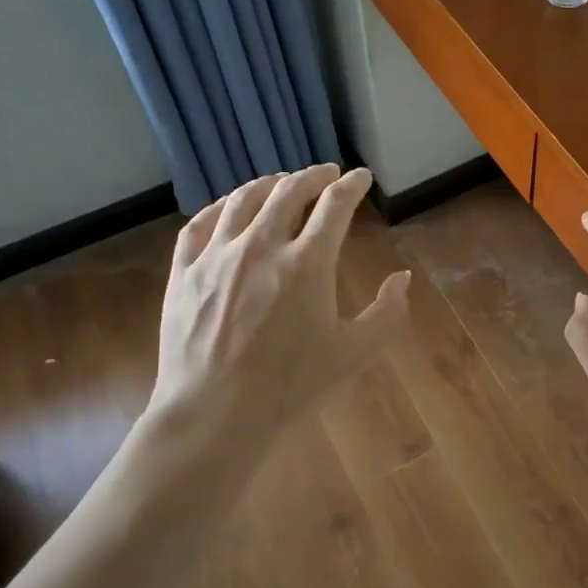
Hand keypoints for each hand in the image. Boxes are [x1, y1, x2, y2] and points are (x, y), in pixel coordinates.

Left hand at [147, 165, 409, 455]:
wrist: (215, 413)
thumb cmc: (291, 386)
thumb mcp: (354, 353)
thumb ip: (387, 313)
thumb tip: (402, 279)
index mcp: (308, 262)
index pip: (335, 205)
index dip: (352, 185)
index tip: (361, 177)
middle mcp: (262, 245)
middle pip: (289, 191)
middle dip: (313, 176)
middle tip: (326, 174)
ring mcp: (217, 255)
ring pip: (243, 199)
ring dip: (268, 184)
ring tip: (281, 182)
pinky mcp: (184, 272)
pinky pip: (200, 224)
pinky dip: (220, 207)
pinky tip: (229, 208)